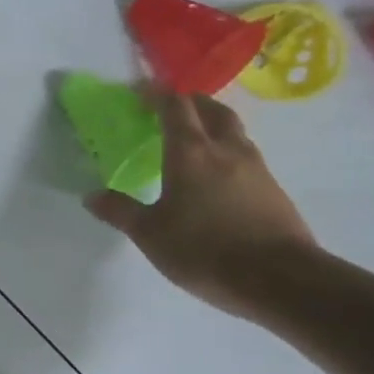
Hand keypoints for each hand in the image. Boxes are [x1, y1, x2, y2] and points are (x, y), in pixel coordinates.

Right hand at [85, 89, 316, 319]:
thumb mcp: (151, 234)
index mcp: (191, 152)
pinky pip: (247, 156)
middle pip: (212, 110)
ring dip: (213, 125)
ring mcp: (256, 168)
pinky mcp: (274, 190)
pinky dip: (229, 152)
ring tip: (195, 140)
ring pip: (234, 131)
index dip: (157, 94)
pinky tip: (219, 176)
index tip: (140, 92)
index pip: (175, 106)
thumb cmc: (206, 250)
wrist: (282, 280)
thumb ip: (121, 211)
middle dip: (191, 102)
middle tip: (171, 108)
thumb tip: (91, 196)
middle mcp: (226, 150)